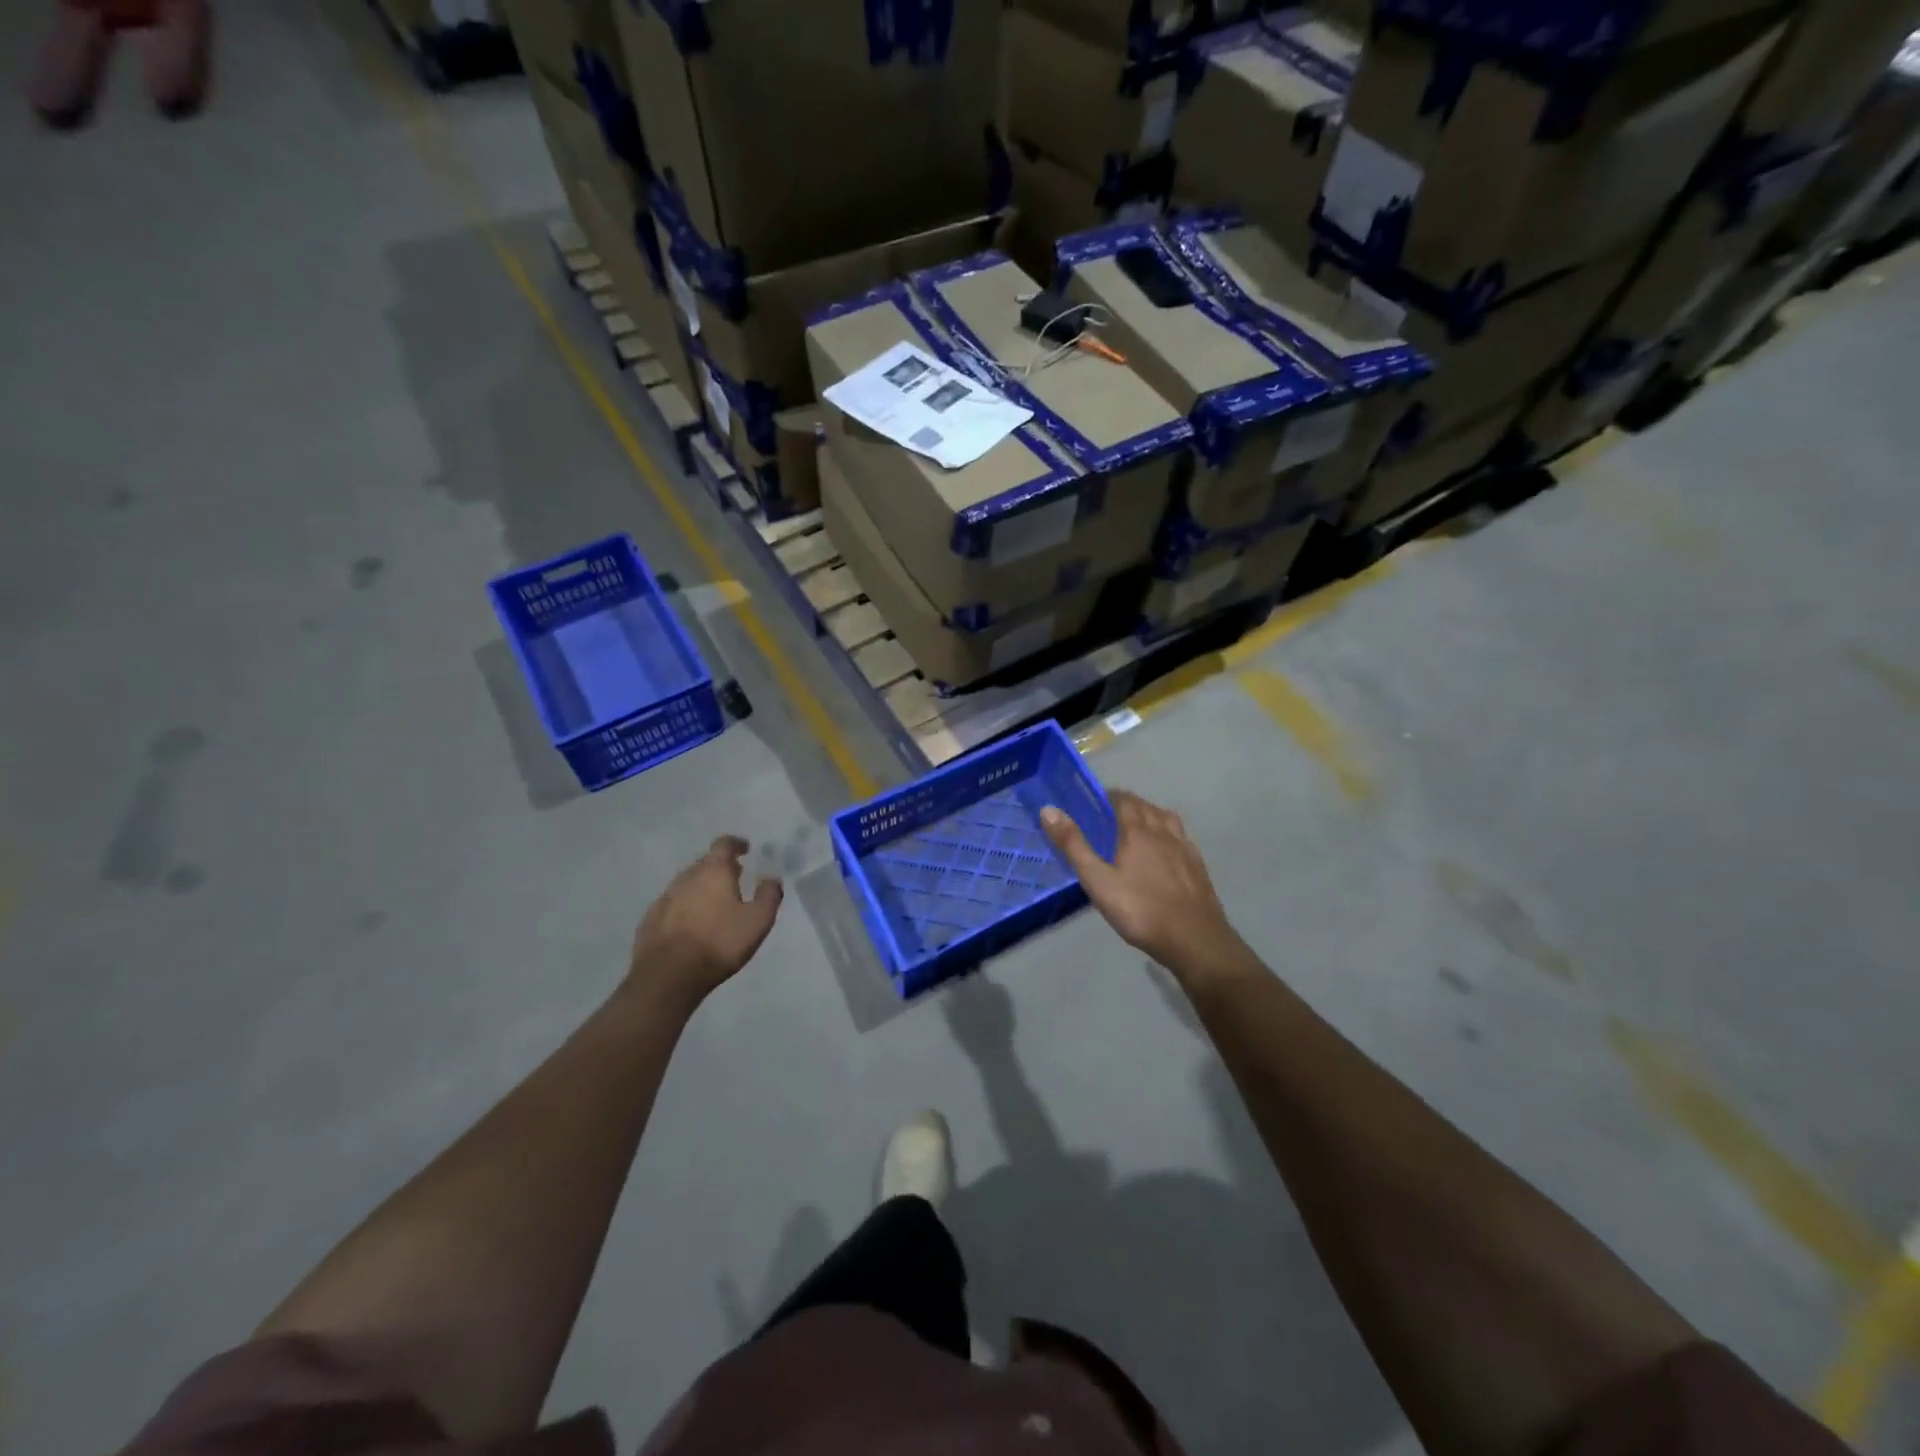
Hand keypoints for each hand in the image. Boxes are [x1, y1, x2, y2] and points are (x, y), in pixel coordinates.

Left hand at [630, 836, 782, 1009]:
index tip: (745, 850)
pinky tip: (690, 925)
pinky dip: (683, 907)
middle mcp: (687, 877)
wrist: (668, 975)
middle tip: (734, 879)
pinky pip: (672, 905)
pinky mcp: (650, 919)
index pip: (724, 844)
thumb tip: (771, 878)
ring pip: (686, 883)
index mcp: (714, 871)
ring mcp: (665, 898)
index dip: (736, 844)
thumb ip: (769, 895)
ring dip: (701, 888)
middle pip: (704, 863)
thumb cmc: (719, 943)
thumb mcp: (758, 921)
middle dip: (720, 867)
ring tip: (713, 903)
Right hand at [1041, 791, 1244, 983]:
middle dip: (1126, 804)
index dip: (1107, 796)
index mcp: (1137, 831)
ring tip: (1137, 824)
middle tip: (1108, 815)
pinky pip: (1181, 837)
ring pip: (1165, 818)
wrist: (1194, 939)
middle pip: (1144, 806)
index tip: (1092, 802)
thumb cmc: (1140, 910)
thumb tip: (1049, 810)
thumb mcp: (1097, 880)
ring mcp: (1184, 848)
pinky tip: (1166, 847)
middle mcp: (1162, 832)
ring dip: (1149, 814)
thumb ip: (1073, 845)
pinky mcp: (1198, 865)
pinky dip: (1168, 833)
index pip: (1122, 800)